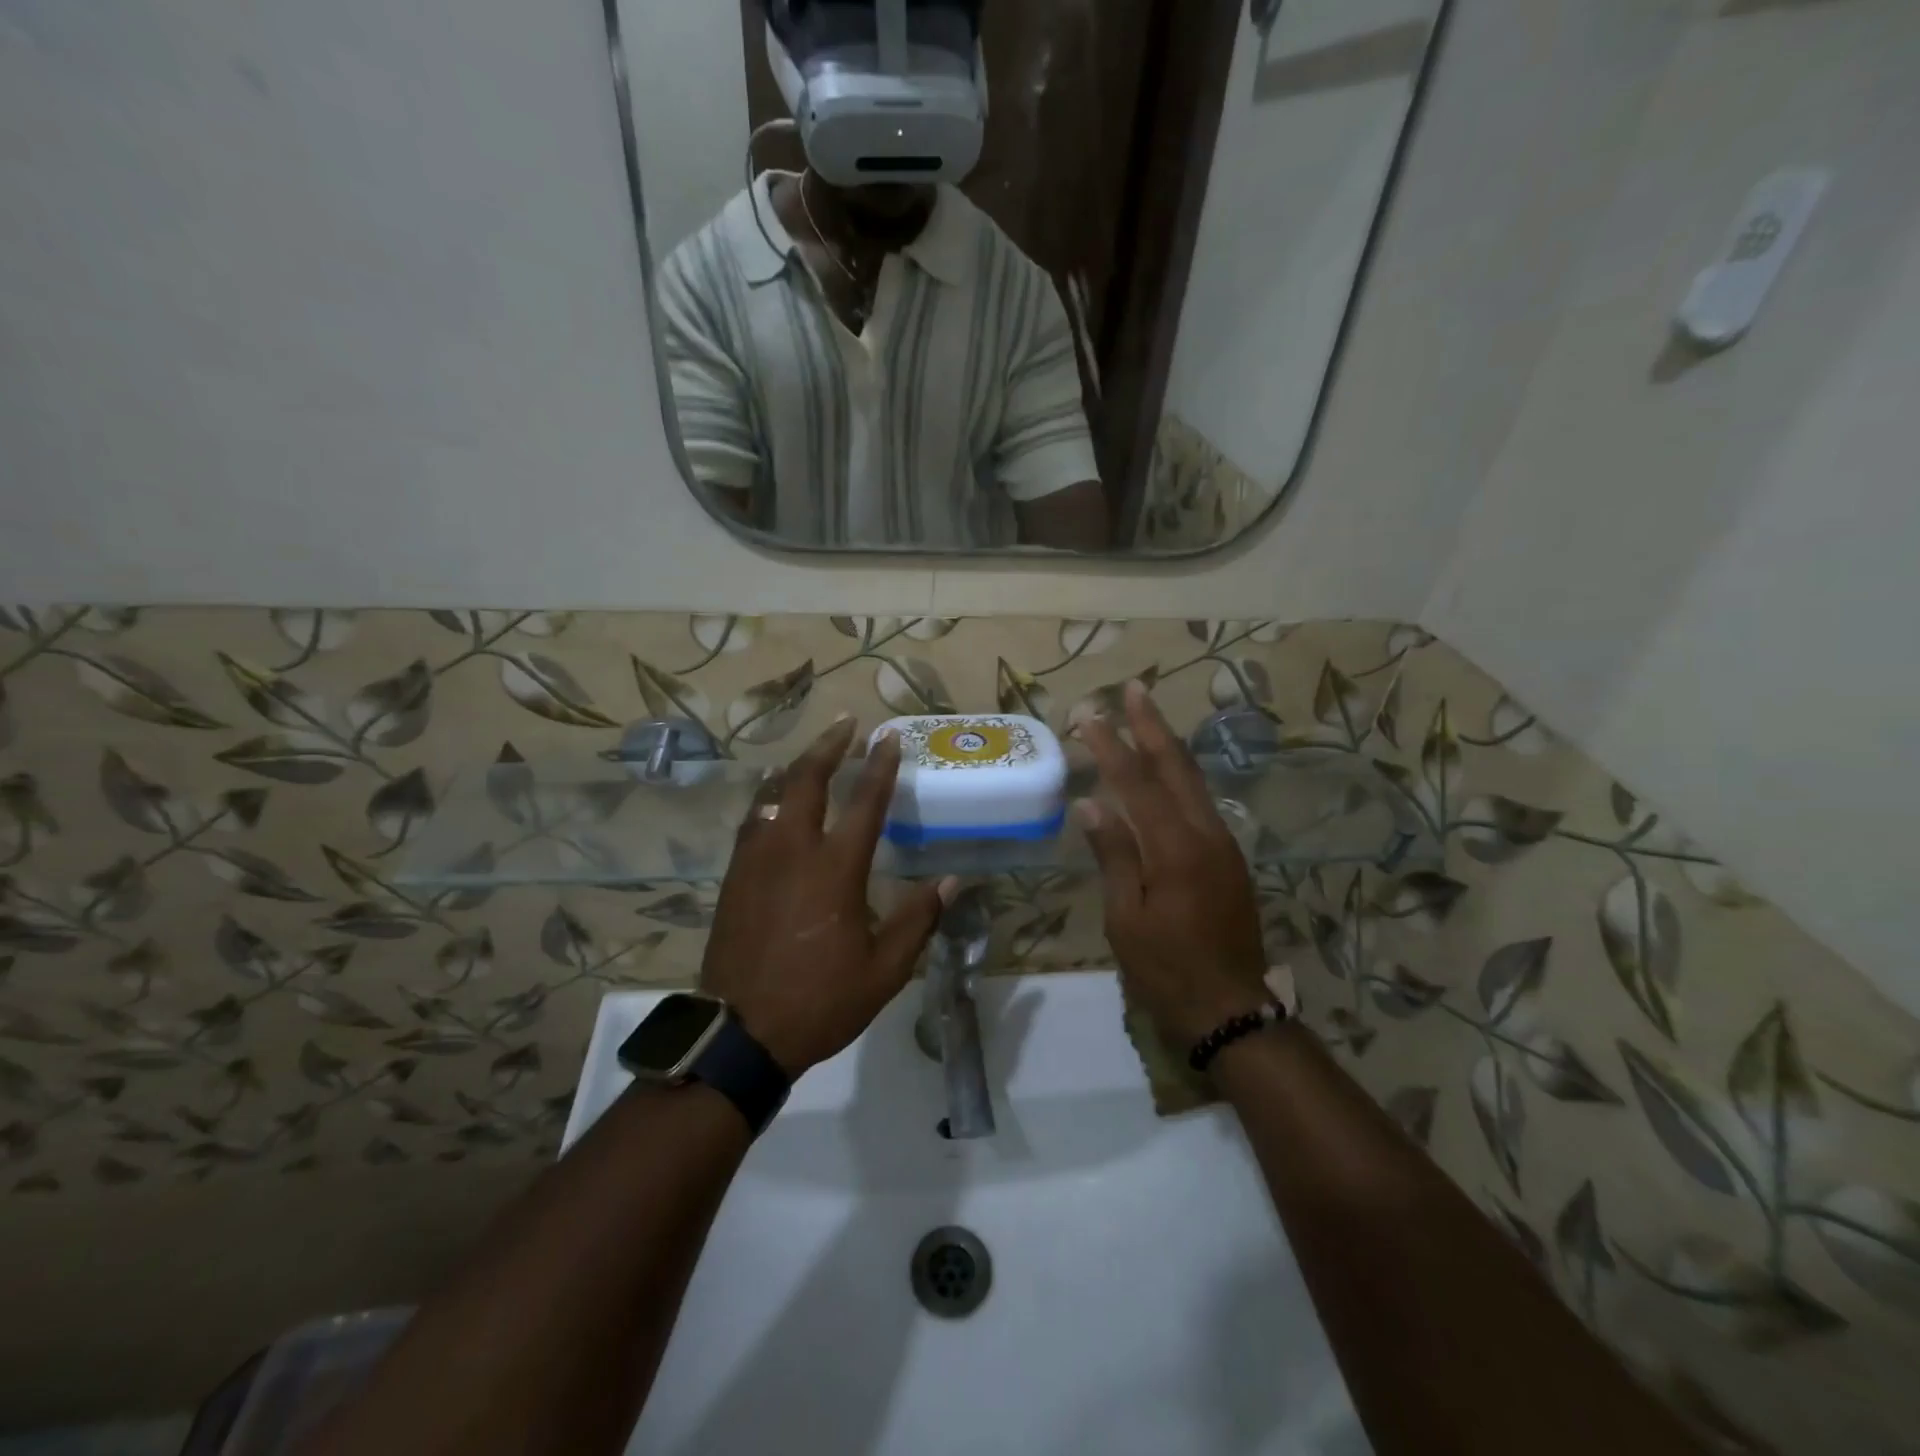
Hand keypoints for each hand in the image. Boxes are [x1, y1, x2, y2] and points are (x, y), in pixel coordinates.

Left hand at [701, 717, 953, 1077]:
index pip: (864, 802)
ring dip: (794, 767)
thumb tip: (952, 881)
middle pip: (806, 780)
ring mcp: (756, 860)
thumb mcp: (884, 969)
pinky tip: (773, 801)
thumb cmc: (820, 1000)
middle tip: (845, 724)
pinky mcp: (733, 877)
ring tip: (808, 754)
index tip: (888, 736)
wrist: (739, 1032)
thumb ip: (918, 918)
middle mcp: (792, 850)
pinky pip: (752, 821)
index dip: (879, 765)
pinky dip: (768, 798)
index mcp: (834, 869)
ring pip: (772, 794)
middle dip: (828, 746)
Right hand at [1077, 681, 1272, 1050]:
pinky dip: (1180, 777)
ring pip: (1194, 781)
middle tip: (1134, 688)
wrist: (1232, 1008)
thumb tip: (1091, 805)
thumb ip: (1113, 856)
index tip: (1089, 715)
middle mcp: (1206, 834)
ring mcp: (1224, 844)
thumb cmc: (1166, 969)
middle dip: (1152, 725)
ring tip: (1147, 717)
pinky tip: (1167, 771)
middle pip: (1176, 766)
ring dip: (1168, 745)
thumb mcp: (1126, 919)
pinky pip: (1202, 803)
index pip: (1136, 783)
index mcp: (1175, 849)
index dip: (1111, 746)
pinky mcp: (1230, 858)